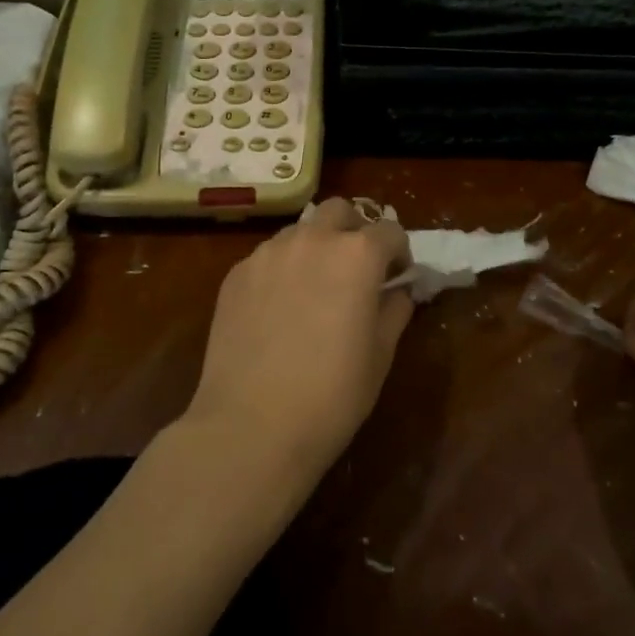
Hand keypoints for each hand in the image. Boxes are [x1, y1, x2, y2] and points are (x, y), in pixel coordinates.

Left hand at [185, 199, 413, 489]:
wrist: (252, 424)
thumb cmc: (332, 394)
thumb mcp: (380, 355)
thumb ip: (394, 311)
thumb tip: (397, 292)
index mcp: (357, 255)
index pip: (389, 231)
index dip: (399, 253)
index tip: (396, 278)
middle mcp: (311, 240)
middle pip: (339, 211)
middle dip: (354, 230)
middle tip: (356, 270)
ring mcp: (267, 253)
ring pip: (299, 231)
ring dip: (315, 247)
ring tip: (313, 289)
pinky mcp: (235, 274)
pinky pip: (267, 257)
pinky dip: (282, 270)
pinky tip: (277, 310)